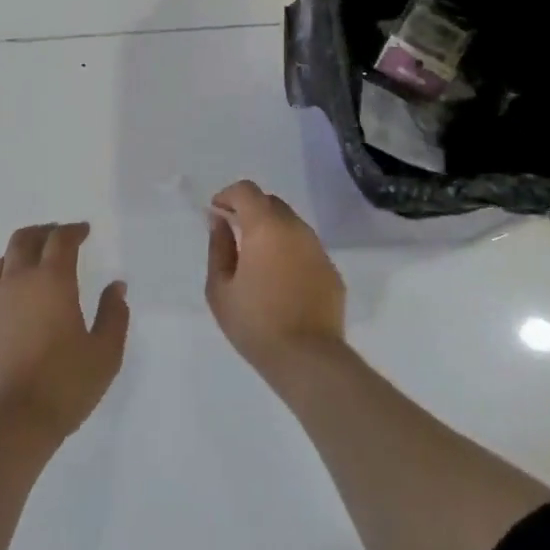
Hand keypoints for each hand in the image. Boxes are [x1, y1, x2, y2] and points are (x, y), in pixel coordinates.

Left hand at [0, 222, 128, 444]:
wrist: (9, 424)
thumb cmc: (64, 384)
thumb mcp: (105, 352)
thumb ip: (114, 315)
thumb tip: (116, 288)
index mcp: (52, 281)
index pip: (60, 240)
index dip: (73, 230)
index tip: (84, 231)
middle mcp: (19, 283)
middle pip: (24, 239)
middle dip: (44, 232)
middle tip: (59, 236)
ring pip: (4, 262)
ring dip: (22, 254)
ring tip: (37, 263)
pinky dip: (10, 284)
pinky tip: (22, 304)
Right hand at [205, 181, 345, 375]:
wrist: (308, 359)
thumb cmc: (255, 323)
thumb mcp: (220, 288)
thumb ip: (218, 246)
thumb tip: (218, 220)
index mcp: (265, 226)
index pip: (247, 191)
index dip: (228, 195)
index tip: (217, 213)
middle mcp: (295, 228)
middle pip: (271, 203)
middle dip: (250, 210)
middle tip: (235, 234)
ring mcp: (317, 248)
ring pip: (291, 224)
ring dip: (272, 230)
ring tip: (258, 260)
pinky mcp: (331, 270)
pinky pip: (306, 248)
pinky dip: (290, 252)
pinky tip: (282, 280)